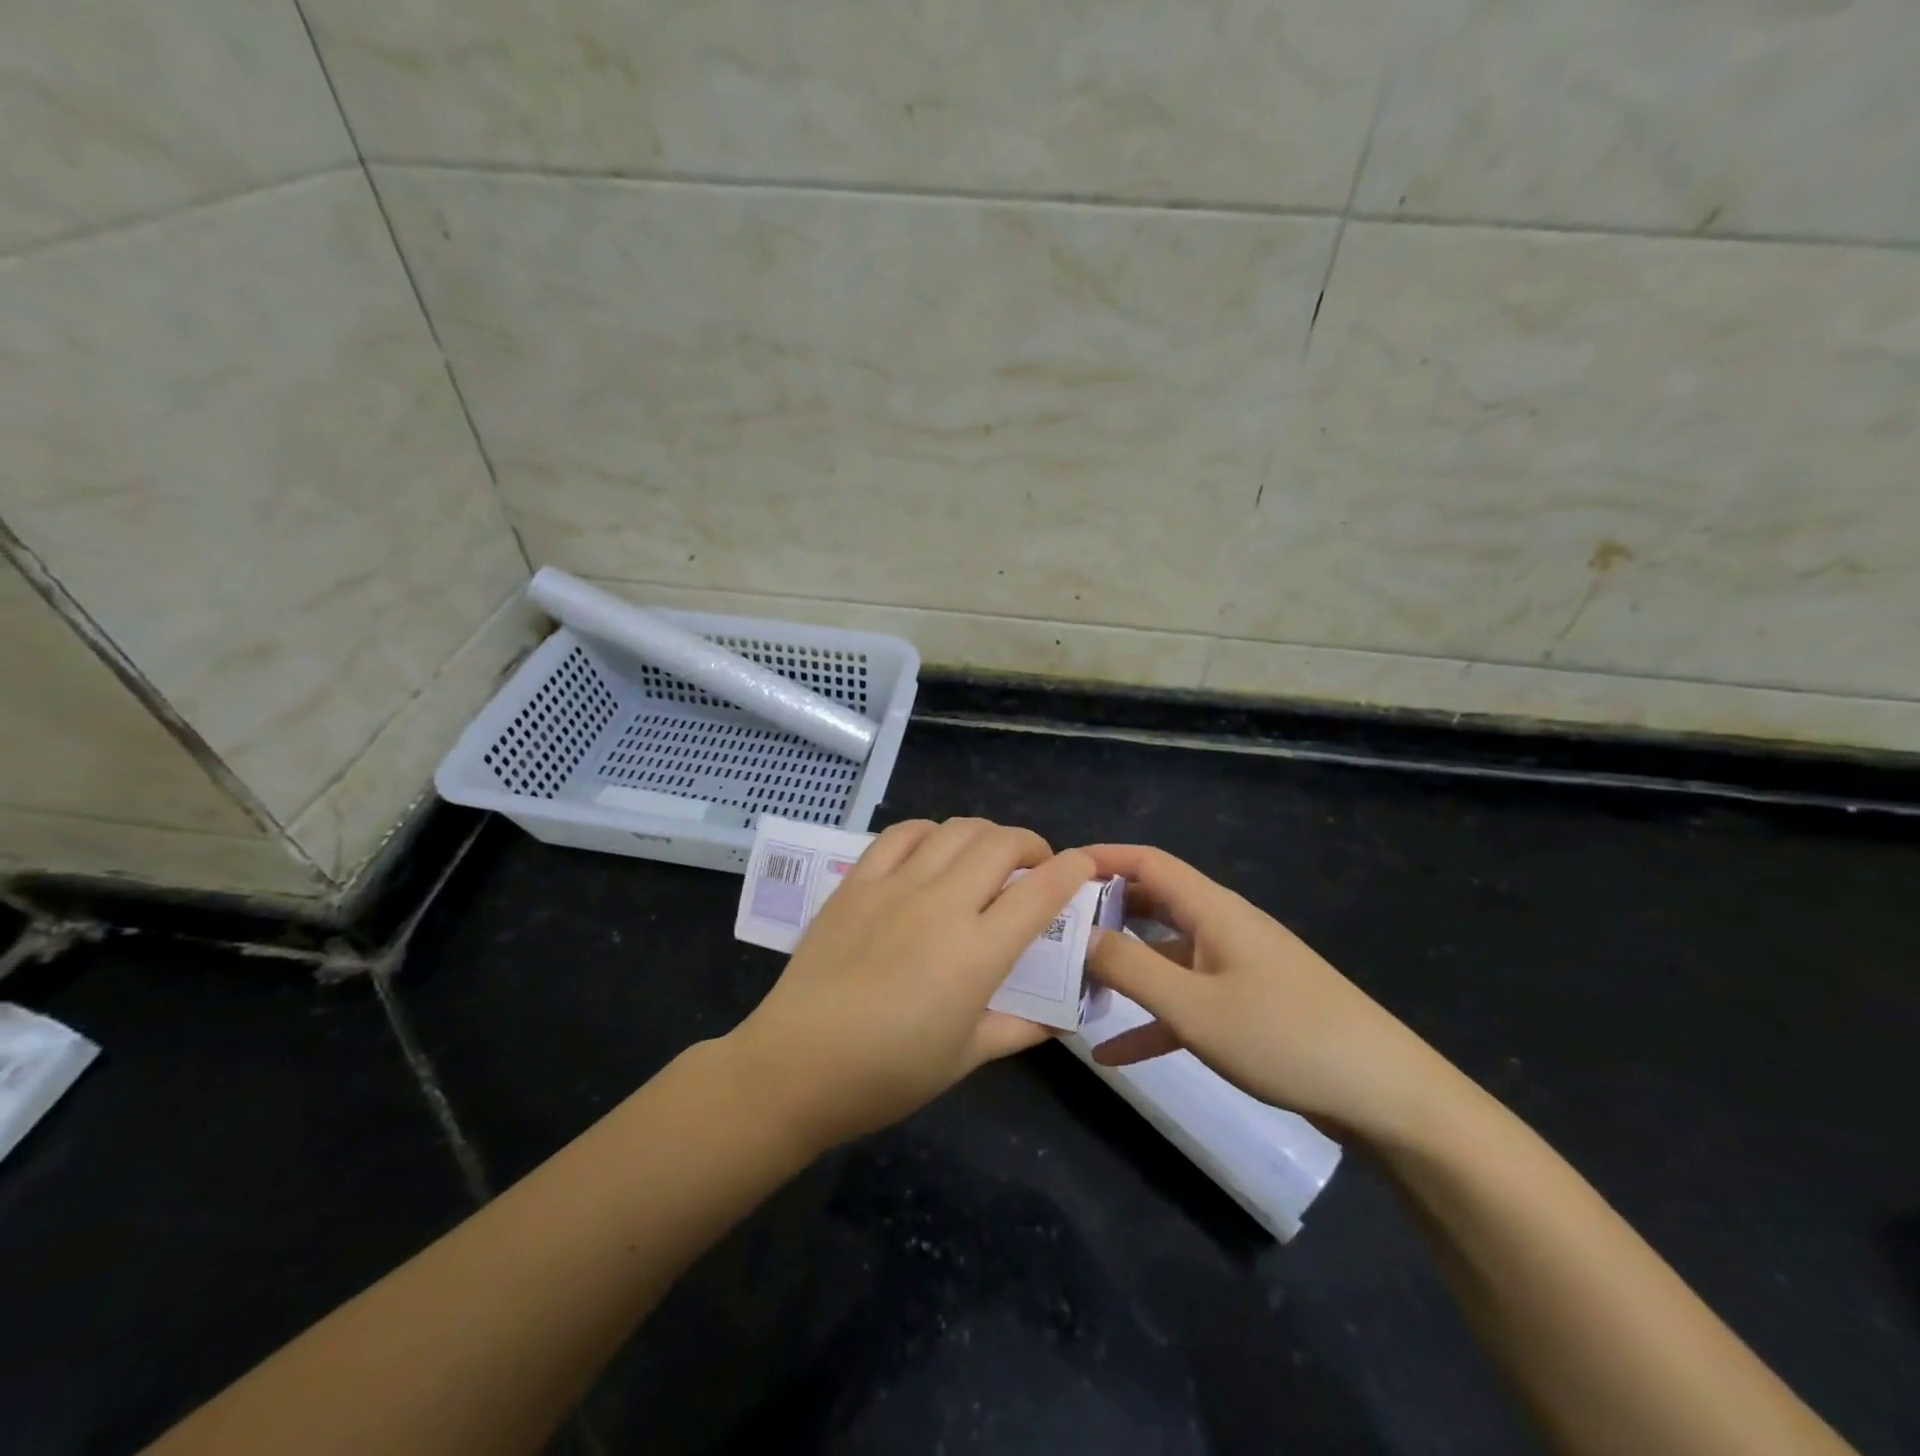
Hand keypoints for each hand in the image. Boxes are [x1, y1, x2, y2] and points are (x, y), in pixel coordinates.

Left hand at [727, 818, 1093, 1152]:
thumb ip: (1020, 1029)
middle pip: (1002, 844)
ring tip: (987, 858)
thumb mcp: (966, 1058)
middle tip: (1034, 868)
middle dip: (1032, 845)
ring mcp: (896, 886)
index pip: (1041, 891)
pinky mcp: (858, 881)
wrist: (796, 1065)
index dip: (1073, 870)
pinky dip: (931, 831)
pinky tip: (934, 850)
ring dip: (985, 835)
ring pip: (956, 829)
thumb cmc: (888, 1073)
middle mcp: (942, 904)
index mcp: (977, 952)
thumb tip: (1062, 1020)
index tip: (1085, 867)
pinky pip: (902, 834)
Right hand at [1083, 845, 1455, 1140]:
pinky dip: (1151, 1018)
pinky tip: (1114, 1053)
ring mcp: (1235, 967)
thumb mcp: (1194, 1007)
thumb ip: (1130, 967)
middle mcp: (1221, 927)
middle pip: (1152, 903)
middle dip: (1102, 912)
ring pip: (1165, 954)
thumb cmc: (1284, 1037)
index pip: (1147, 861)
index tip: (1053, 873)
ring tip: (1072, 985)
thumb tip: (1078, 936)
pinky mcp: (1246, 1006)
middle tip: (1052, 930)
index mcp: (1212, 909)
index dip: (1100, 859)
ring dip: (1122, 968)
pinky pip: (1186, 1000)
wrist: (1385, 1096)